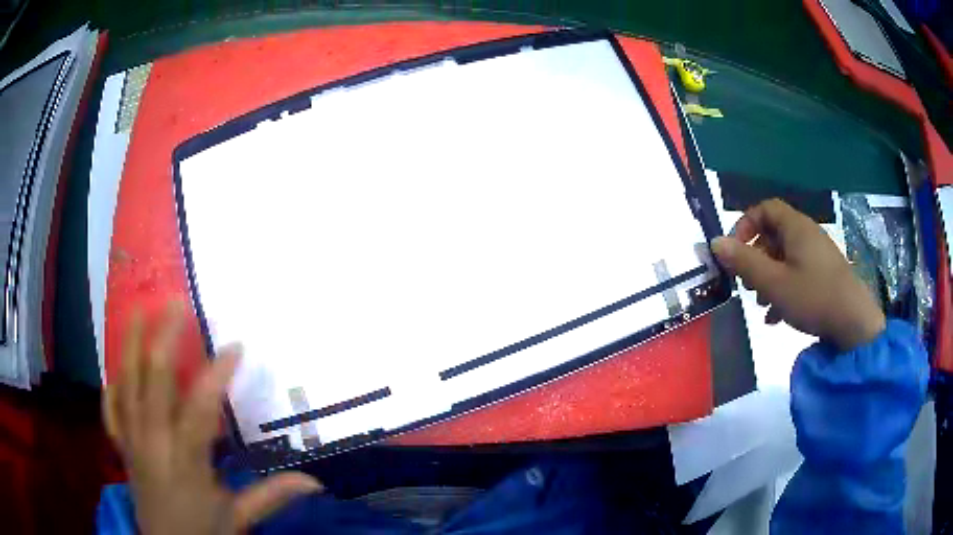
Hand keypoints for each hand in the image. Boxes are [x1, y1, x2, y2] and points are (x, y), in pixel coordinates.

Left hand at [103, 302, 321, 534]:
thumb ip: (272, 495)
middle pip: (154, 382)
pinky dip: (112, 387)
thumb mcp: (239, 518)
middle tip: (176, 303)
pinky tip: (114, 369)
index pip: (200, 409)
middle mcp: (154, 444)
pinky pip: (112, 410)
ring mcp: (133, 443)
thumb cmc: (204, 533)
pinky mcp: (123, 449)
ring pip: (127, 385)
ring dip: (131, 346)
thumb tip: (316, 480)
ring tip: (137, 311)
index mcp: (186, 462)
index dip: (217, 374)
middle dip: (165, 338)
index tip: (235, 346)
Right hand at [711, 199, 884, 351]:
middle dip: (755, 257)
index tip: (734, 251)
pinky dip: (783, 288)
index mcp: (796, 228)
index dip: (745, 225)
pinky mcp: (824, 274)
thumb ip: (744, 262)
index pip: (765, 209)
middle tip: (745, 283)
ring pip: (784, 257)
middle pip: (773, 234)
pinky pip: (797, 272)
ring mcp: (817, 255)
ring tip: (760, 303)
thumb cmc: (813, 296)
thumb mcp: (774, 283)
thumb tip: (715, 242)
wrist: (854, 323)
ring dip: (767, 276)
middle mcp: (807, 234)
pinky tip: (776, 316)